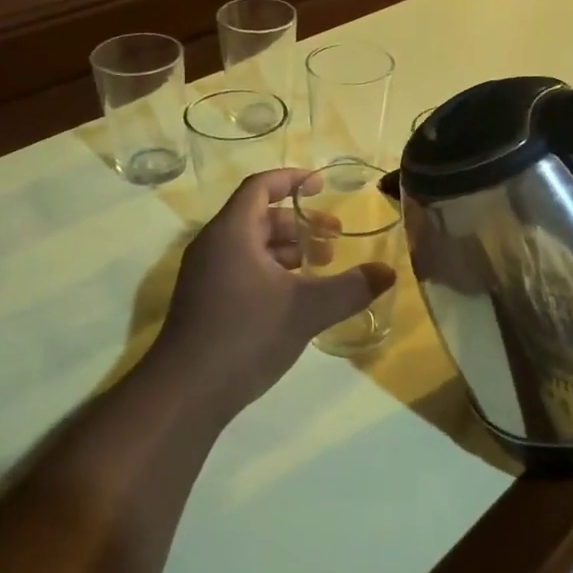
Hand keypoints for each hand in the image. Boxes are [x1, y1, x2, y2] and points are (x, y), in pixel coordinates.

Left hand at [155, 170, 395, 413]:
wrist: (185, 393)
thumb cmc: (244, 336)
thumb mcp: (306, 310)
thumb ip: (350, 288)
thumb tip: (388, 272)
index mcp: (232, 232)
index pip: (260, 186)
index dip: (292, 179)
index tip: (322, 185)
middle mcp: (213, 245)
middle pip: (258, 216)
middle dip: (299, 222)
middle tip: (334, 238)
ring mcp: (204, 274)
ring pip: (250, 245)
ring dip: (286, 249)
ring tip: (320, 267)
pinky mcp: (204, 300)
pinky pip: (241, 267)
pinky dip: (270, 269)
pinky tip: (294, 296)